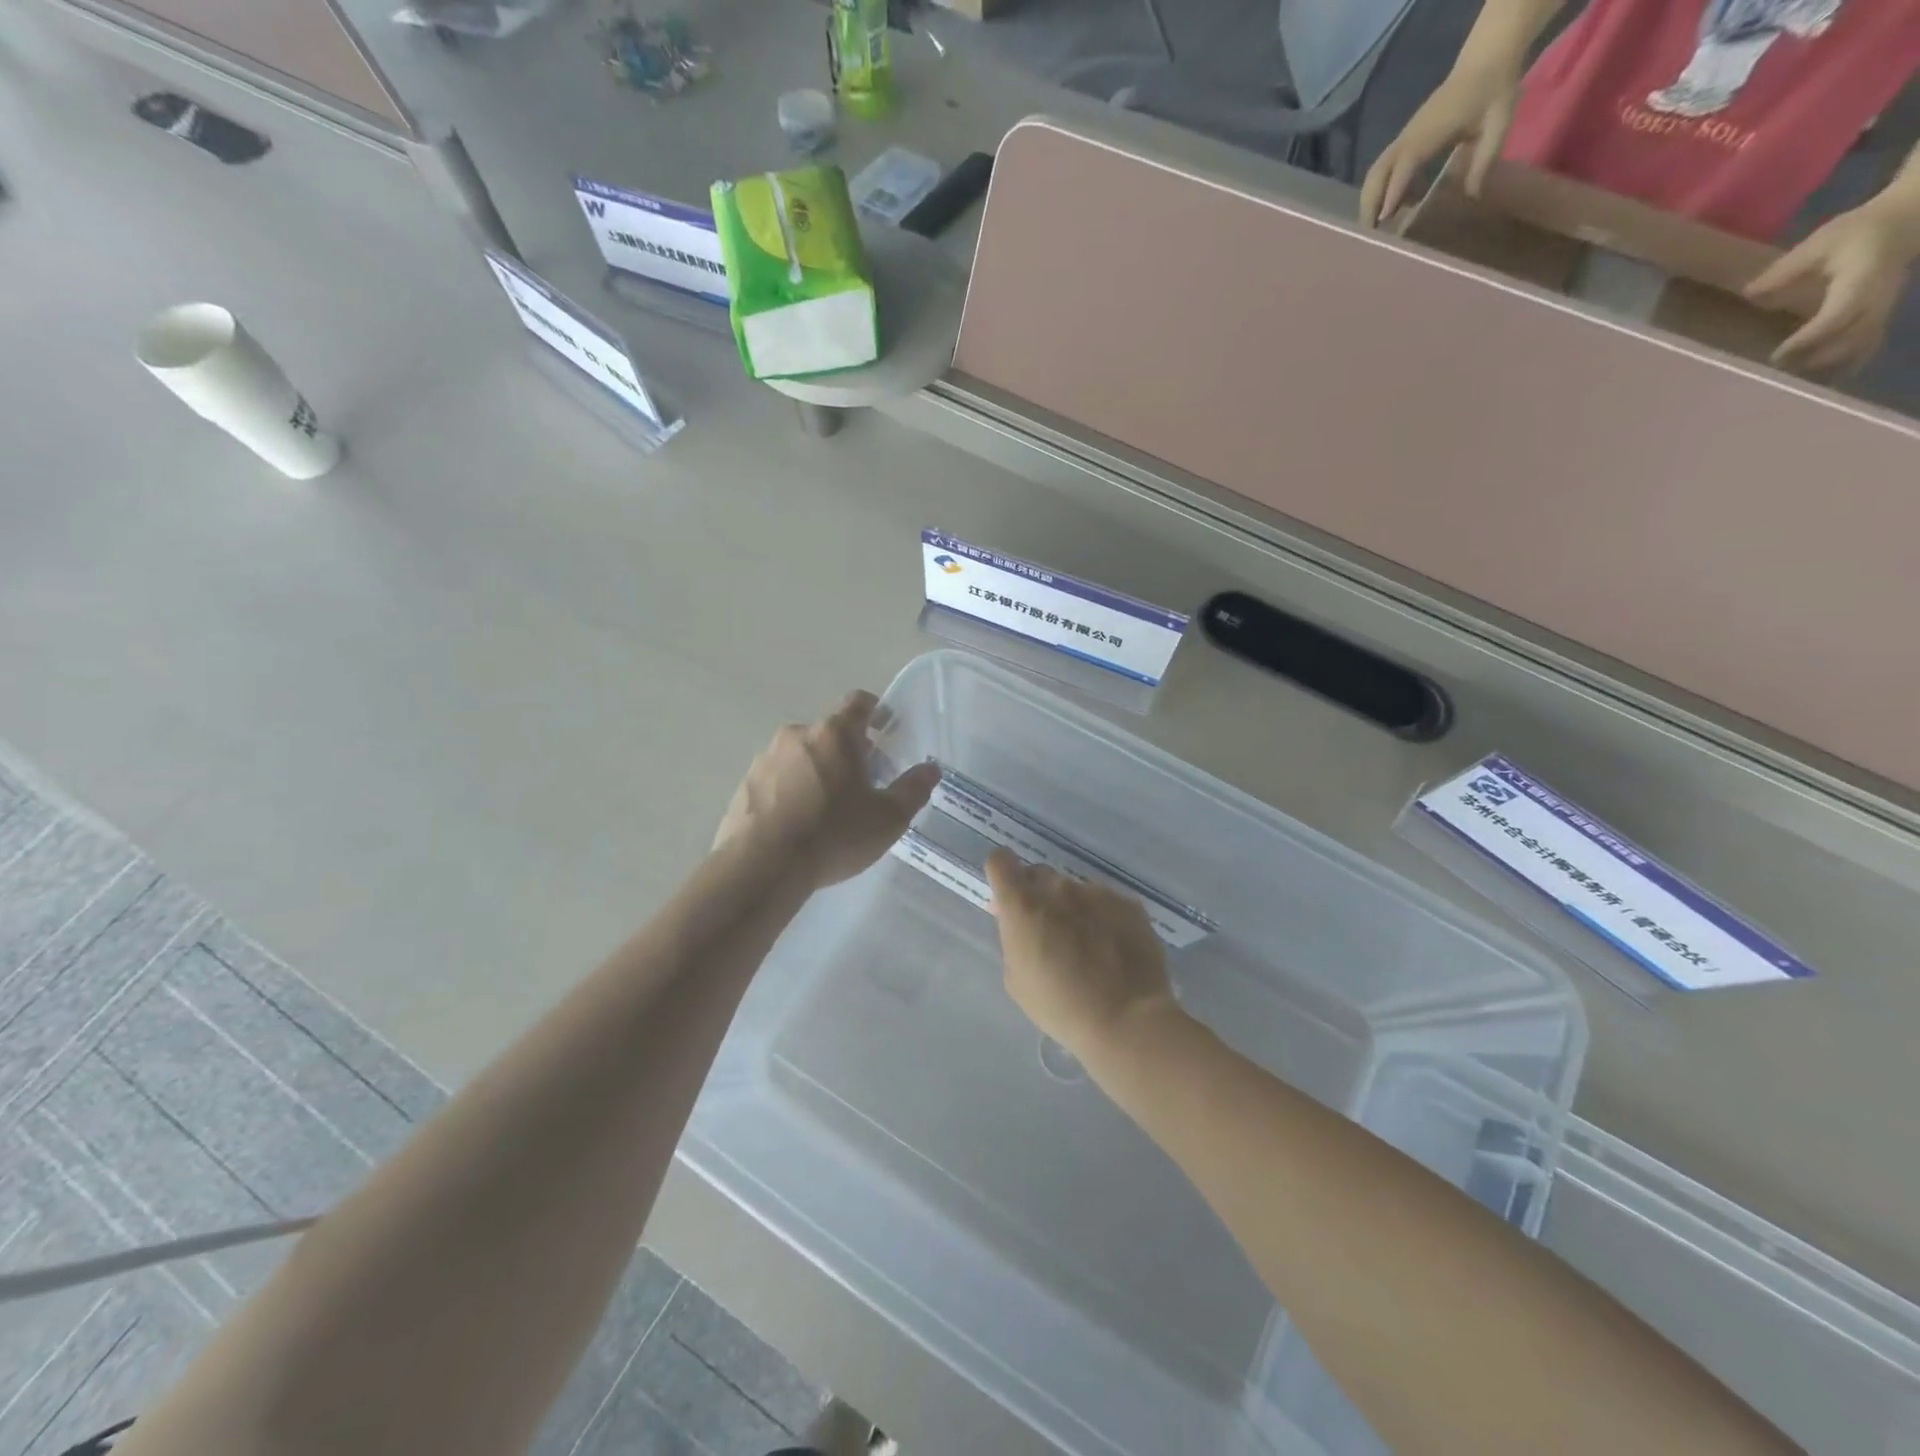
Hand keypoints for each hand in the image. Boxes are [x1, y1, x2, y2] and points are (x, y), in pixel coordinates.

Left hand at [716, 690, 939, 888]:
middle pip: (830, 732)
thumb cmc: (834, 834)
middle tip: (865, 783)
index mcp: (835, 734)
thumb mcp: (888, 818)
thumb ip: (913, 789)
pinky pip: (777, 779)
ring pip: (802, 755)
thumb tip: (930, 769)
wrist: (762, 866)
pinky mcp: (745, 785)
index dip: (875, 711)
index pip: (858, 703)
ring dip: (819, 770)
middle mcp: (798, 735)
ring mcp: (765, 759)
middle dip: (850, 751)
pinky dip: (792, 791)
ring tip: (829, 808)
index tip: (885, 727)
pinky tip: (799, 824)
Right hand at [984, 849, 1178, 1058]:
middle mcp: (1058, 888)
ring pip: (1074, 890)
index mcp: (1023, 905)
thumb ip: (1014, 940)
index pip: (1000, 861)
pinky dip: (1103, 918)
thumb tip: (1021, 924)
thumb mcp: (1017, 979)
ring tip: (1087, 946)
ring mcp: (1097, 892)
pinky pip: (1106, 902)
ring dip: (1072, 908)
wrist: (1127, 1019)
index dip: (1002, 875)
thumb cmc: (1060, 1006)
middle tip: (1047, 930)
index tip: (1008, 899)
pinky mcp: (1128, 903)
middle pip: (1039, 874)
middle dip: (1037, 895)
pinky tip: (1112, 949)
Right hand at [1360, 62, 1522, 226]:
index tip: (1383, 218)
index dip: (1393, 191)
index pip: (1405, 165)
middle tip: (1370, 233)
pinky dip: (1379, 192)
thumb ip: (1484, 160)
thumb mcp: (1498, 124)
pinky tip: (1391, 208)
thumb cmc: (1493, 91)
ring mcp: (1404, 138)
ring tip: (1373, 227)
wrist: (1486, 59)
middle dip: (1369, 204)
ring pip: (1375, 174)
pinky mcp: (1405, 140)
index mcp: (1430, 131)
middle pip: (1377, 174)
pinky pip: (1383, 170)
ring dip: (1369, 201)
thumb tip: (1471, 197)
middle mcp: (1409, 137)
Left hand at [1746, 201, 1917, 374]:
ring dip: (1827, 366)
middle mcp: (1878, 299)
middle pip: (1851, 338)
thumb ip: (1784, 271)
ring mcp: (1884, 309)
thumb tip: (1748, 294)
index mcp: (1862, 279)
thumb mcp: (1820, 243)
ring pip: (1861, 346)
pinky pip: (1868, 346)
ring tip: (1789, 381)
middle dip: (1814, 359)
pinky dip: (1845, 365)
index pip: (1839, 315)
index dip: (1809, 338)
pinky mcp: (1881, 316)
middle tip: (1774, 375)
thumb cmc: (1859, 231)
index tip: (1777, 356)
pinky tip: (1817, 382)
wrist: (1906, 221)